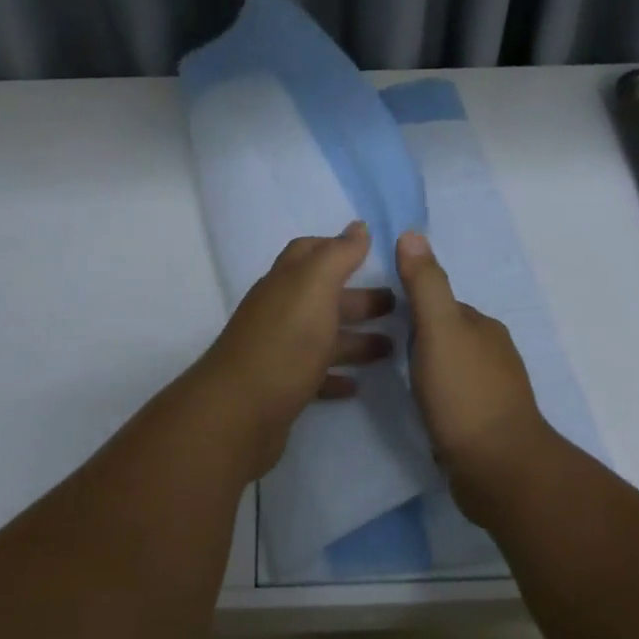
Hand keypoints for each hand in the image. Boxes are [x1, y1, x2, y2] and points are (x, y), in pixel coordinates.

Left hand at [195, 222, 394, 476]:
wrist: (240, 412)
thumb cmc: (285, 342)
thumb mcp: (314, 287)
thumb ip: (337, 255)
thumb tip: (357, 226)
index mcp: (286, 283)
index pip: (309, 252)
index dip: (338, 248)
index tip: (373, 254)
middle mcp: (279, 312)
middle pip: (322, 297)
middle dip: (358, 298)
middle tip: (398, 306)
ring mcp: (278, 351)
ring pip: (322, 337)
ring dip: (356, 339)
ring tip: (392, 348)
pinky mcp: (281, 389)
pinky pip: (314, 376)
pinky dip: (336, 376)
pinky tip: (357, 385)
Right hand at [397, 230, 553, 518]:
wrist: (499, 469)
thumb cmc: (464, 394)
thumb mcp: (438, 330)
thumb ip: (425, 285)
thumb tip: (412, 233)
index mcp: (482, 326)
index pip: (438, 304)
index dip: (409, 307)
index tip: (377, 318)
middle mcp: (492, 352)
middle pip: (444, 334)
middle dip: (416, 338)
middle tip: (379, 350)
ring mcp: (493, 389)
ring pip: (450, 366)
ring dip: (426, 369)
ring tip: (395, 380)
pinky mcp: (487, 422)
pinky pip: (454, 397)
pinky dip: (437, 397)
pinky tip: (422, 410)